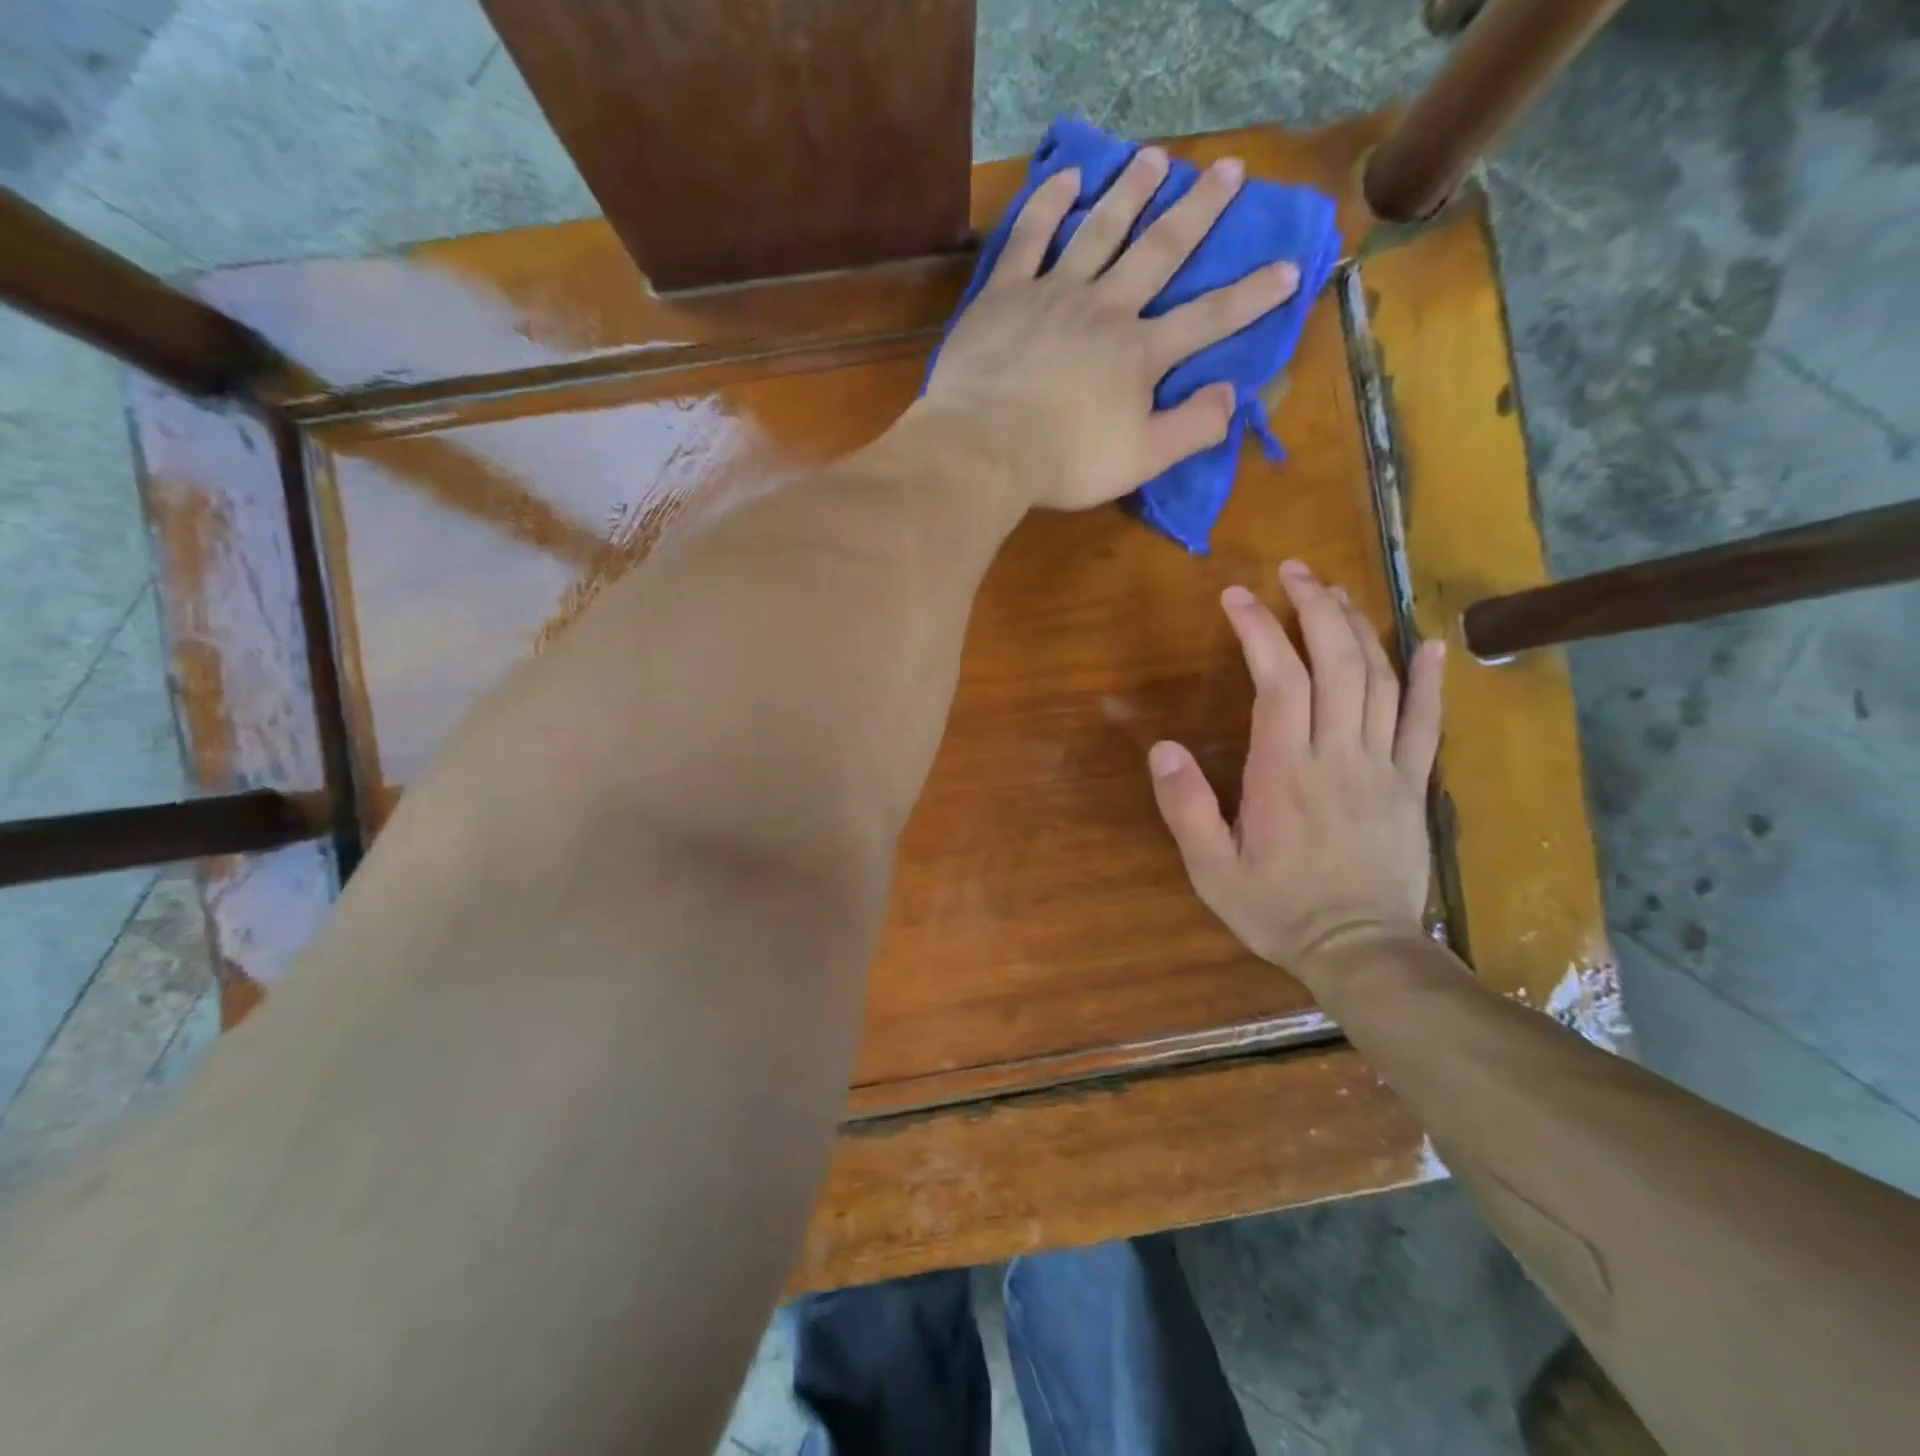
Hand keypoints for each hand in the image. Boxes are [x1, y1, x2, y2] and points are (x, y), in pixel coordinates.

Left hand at [915, 147, 1301, 512]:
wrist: (983, 450)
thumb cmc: (1064, 462)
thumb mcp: (1141, 460)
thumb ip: (1192, 429)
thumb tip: (1231, 395)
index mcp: (1140, 353)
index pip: (1208, 319)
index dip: (1252, 296)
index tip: (1290, 268)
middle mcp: (1105, 309)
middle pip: (1159, 251)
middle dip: (1199, 211)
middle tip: (1229, 169)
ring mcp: (1053, 294)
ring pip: (1100, 230)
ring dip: (1131, 192)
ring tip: (1155, 158)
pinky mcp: (1005, 293)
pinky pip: (1030, 237)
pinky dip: (1049, 204)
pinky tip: (1068, 178)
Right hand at [1148, 560, 1445, 989]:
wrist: (1361, 952)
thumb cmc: (1278, 909)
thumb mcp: (1211, 869)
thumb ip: (1186, 808)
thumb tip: (1162, 748)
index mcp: (1285, 772)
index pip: (1277, 680)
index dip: (1259, 630)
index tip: (1236, 596)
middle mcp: (1337, 755)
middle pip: (1335, 663)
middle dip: (1313, 608)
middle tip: (1292, 572)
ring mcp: (1383, 767)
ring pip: (1379, 680)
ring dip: (1357, 627)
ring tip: (1334, 591)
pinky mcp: (1412, 785)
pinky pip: (1426, 724)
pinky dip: (1429, 680)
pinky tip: (1429, 642)